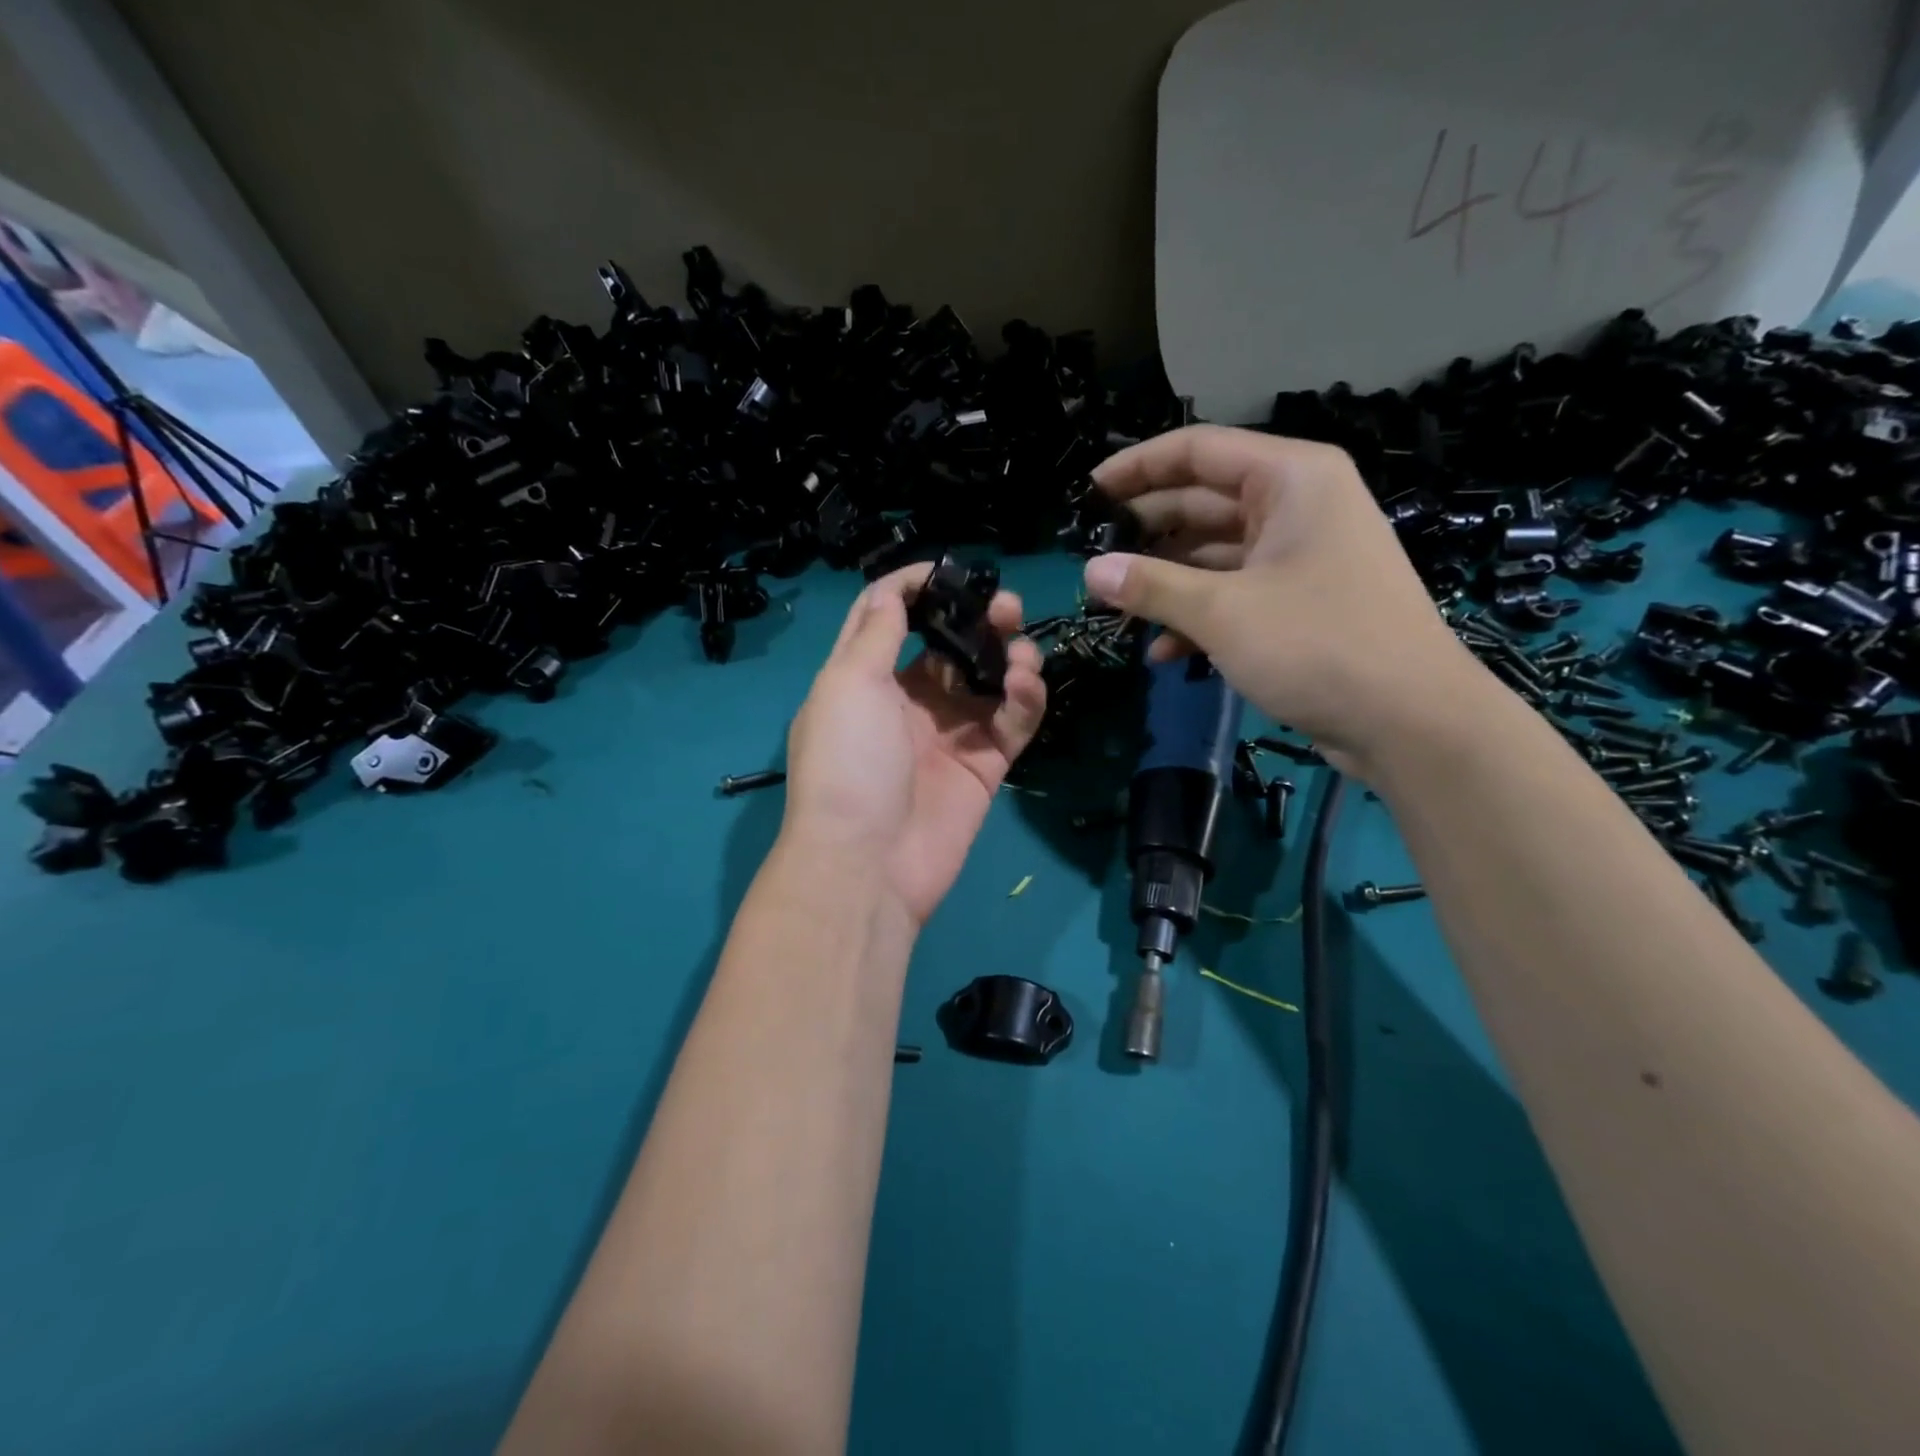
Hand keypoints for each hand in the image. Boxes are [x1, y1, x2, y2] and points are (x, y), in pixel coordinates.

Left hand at [781, 564, 1047, 924]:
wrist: (868, 863)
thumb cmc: (848, 763)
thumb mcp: (847, 685)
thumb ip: (877, 634)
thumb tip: (895, 591)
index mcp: (865, 680)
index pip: (890, 618)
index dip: (917, 587)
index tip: (953, 569)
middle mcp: (908, 702)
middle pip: (950, 646)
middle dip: (978, 621)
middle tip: (1006, 608)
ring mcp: (948, 735)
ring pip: (988, 680)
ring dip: (1009, 656)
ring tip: (1022, 652)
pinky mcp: (984, 766)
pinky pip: (1012, 721)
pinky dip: (1025, 699)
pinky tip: (1025, 685)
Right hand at [1081, 425, 1484, 773]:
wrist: (1410, 723)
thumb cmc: (1319, 646)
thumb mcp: (1223, 612)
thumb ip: (1151, 586)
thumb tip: (1091, 571)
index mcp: (1290, 479)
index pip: (1197, 451)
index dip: (1136, 468)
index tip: (1086, 495)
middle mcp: (1296, 506)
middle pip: (1202, 502)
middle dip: (1145, 533)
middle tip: (1090, 559)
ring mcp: (1299, 557)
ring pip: (1213, 554)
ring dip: (1166, 583)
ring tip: (1115, 609)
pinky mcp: (1299, 603)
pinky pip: (1234, 594)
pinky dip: (1197, 617)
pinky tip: (1162, 653)